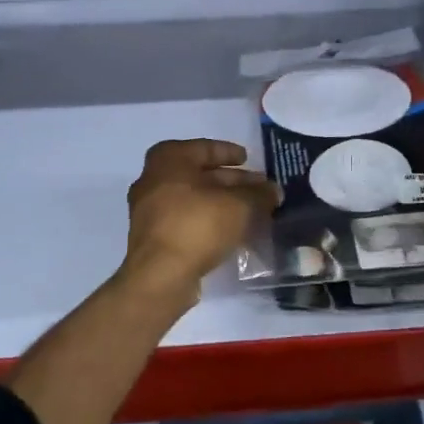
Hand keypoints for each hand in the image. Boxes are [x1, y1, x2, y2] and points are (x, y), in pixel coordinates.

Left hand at [120, 140, 278, 310]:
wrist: (160, 275)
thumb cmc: (198, 224)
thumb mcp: (239, 205)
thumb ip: (259, 194)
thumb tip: (274, 191)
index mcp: (169, 159)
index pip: (205, 147)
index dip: (230, 152)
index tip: (248, 159)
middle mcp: (153, 178)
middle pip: (199, 174)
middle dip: (231, 182)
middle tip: (257, 189)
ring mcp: (149, 209)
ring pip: (193, 199)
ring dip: (221, 203)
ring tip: (250, 211)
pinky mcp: (152, 237)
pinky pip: (185, 220)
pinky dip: (207, 220)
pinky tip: (230, 232)